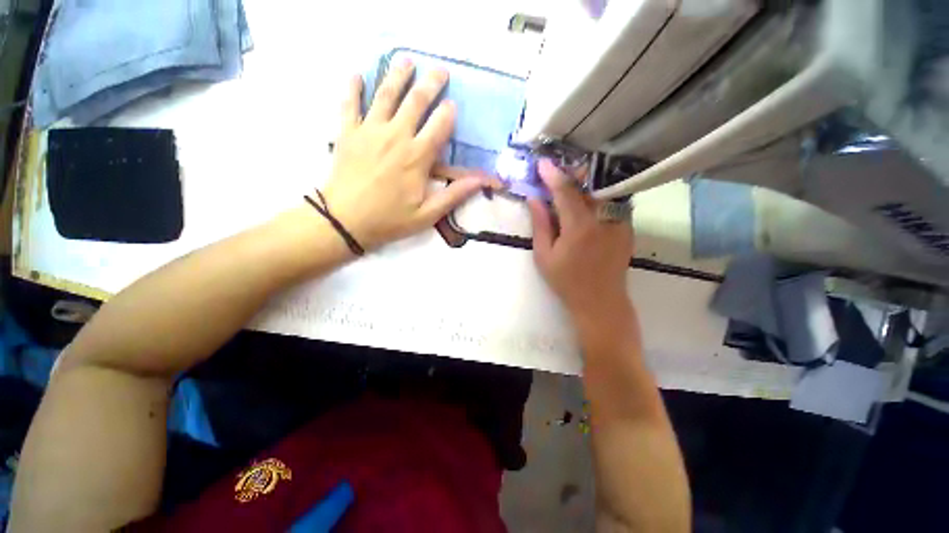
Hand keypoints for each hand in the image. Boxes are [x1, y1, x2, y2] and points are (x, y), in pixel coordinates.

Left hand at [322, 58, 490, 250]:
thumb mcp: (427, 214)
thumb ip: (454, 195)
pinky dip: (353, 87)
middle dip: (430, 83)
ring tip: (407, 61)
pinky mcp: (347, 132)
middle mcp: (395, 136)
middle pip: (416, 101)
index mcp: (417, 157)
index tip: (452, 105)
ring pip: (385, 94)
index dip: (448, 113)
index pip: (439, 125)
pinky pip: (349, 103)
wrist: (345, 221)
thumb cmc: (389, 220)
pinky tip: (357, 75)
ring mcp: (369, 131)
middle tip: (440, 70)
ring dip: (398, 75)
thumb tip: (481, 181)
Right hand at [528, 159, 634, 330]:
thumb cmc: (566, 281)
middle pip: (588, 185)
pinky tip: (587, 202)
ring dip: (585, 184)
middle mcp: (604, 218)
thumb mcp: (544, 256)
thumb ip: (540, 225)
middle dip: (571, 174)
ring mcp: (620, 222)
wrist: (600, 301)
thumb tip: (534, 199)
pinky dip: (597, 197)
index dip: (552, 175)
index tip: (542, 163)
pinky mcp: (628, 227)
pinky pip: (612, 203)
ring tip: (570, 184)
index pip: (566, 191)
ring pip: (602, 191)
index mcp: (579, 227)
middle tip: (556, 172)